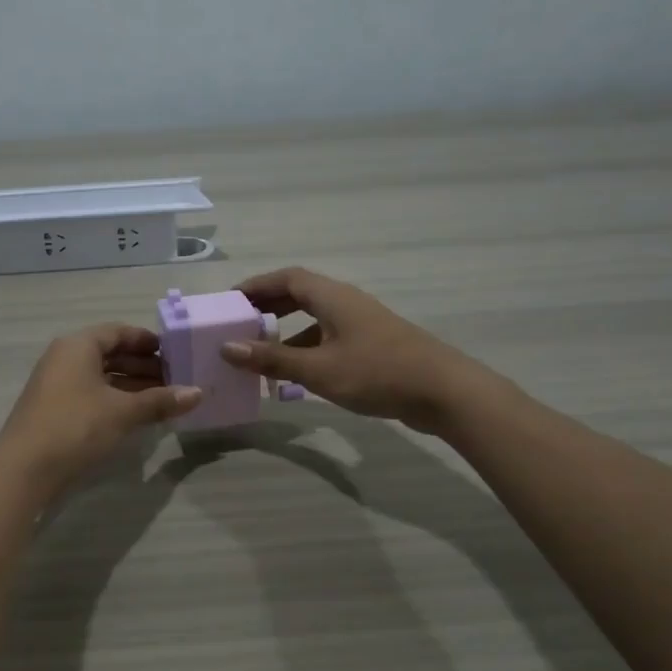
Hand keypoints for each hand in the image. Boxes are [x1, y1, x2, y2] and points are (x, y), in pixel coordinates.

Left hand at [0, 324, 201, 493]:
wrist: (25, 468)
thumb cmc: (76, 426)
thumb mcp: (123, 412)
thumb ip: (160, 400)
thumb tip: (197, 393)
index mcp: (78, 345)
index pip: (118, 332)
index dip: (147, 340)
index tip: (174, 353)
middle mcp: (64, 358)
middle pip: (109, 353)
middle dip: (143, 365)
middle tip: (175, 379)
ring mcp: (56, 384)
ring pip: (101, 376)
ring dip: (131, 385)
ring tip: (163, 399)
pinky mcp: (54, 409)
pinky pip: (91, 394)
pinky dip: (115, 400)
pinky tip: (137, 415)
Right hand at [221, 267, 493, 432]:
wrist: (444, 392)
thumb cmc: (376, 373)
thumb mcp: (318, 369)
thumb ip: (271, 359)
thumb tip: (227, 347)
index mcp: (332, 297)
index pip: (286, 278)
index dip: (255, 286)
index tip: (229, 302)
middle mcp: (345, 303)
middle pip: (299, 295)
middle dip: (267, 308)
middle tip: (238, 326)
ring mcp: (361, 324)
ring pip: (314, 320)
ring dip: (285, 333)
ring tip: (258, 354)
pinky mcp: (371, 346)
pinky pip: (328, 339)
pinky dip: (305, 350)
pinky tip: (294, 376)